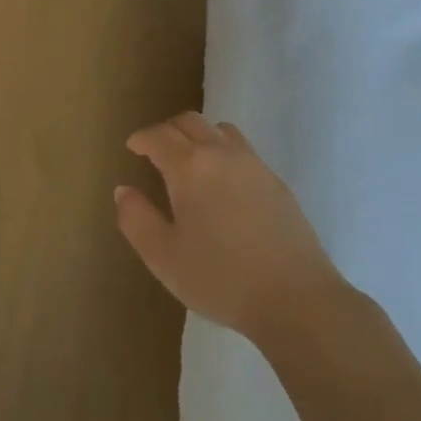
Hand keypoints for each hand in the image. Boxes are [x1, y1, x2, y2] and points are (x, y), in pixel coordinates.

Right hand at [114, 113, 342, 341]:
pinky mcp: (278, 183)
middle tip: (155, 150)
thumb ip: (136, 219)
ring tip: (190, 161)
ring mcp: (255, 166)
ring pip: (221, 130)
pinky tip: (222, 185)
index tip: (132, 148)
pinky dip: (223, 152)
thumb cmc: (220, 278)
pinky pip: (243, 150)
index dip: (141, 138)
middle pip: (190, 121)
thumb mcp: (163, 256)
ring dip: (199, 135)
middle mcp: (221, 154)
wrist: (297, 299)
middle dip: (167, 130)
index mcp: (189, 167)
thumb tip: (124, 190)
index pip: (159, 136)